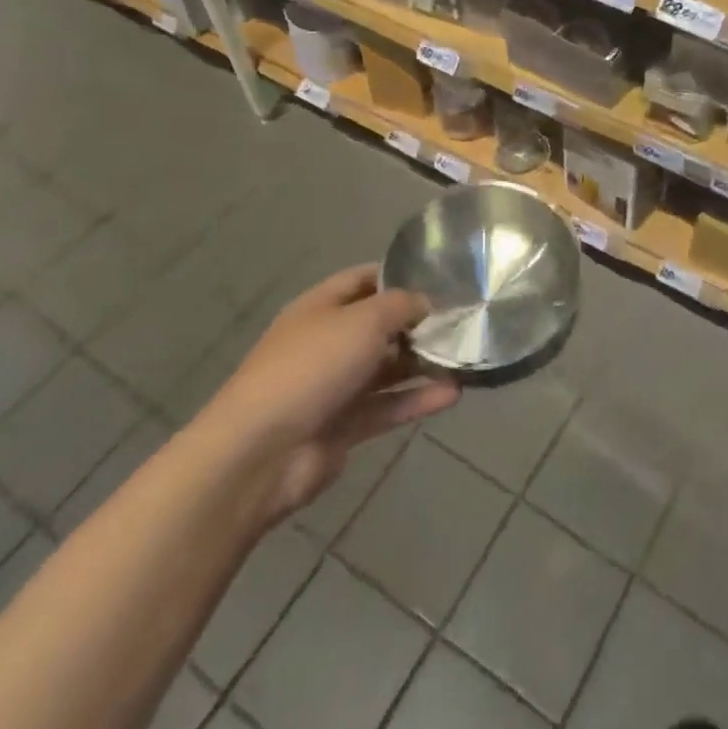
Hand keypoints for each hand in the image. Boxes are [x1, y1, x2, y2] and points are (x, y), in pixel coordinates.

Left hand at [193, 264, 460, 531]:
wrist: (261, 452)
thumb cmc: (311, 367)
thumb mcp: (363, 320)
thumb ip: (401, 305)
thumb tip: (427, 303)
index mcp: (320, 307)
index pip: (363, 280)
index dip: (399, 275)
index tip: (440, 279)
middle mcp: (326, 342)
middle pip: (378, 326)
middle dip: (417, 324)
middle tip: (463, 321)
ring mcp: (333, 387)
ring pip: (386, 369)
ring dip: (422, 364)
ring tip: (466, 358)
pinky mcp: (343, 426)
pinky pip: (387, 407)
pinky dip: (416, 400)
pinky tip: (453, 394)